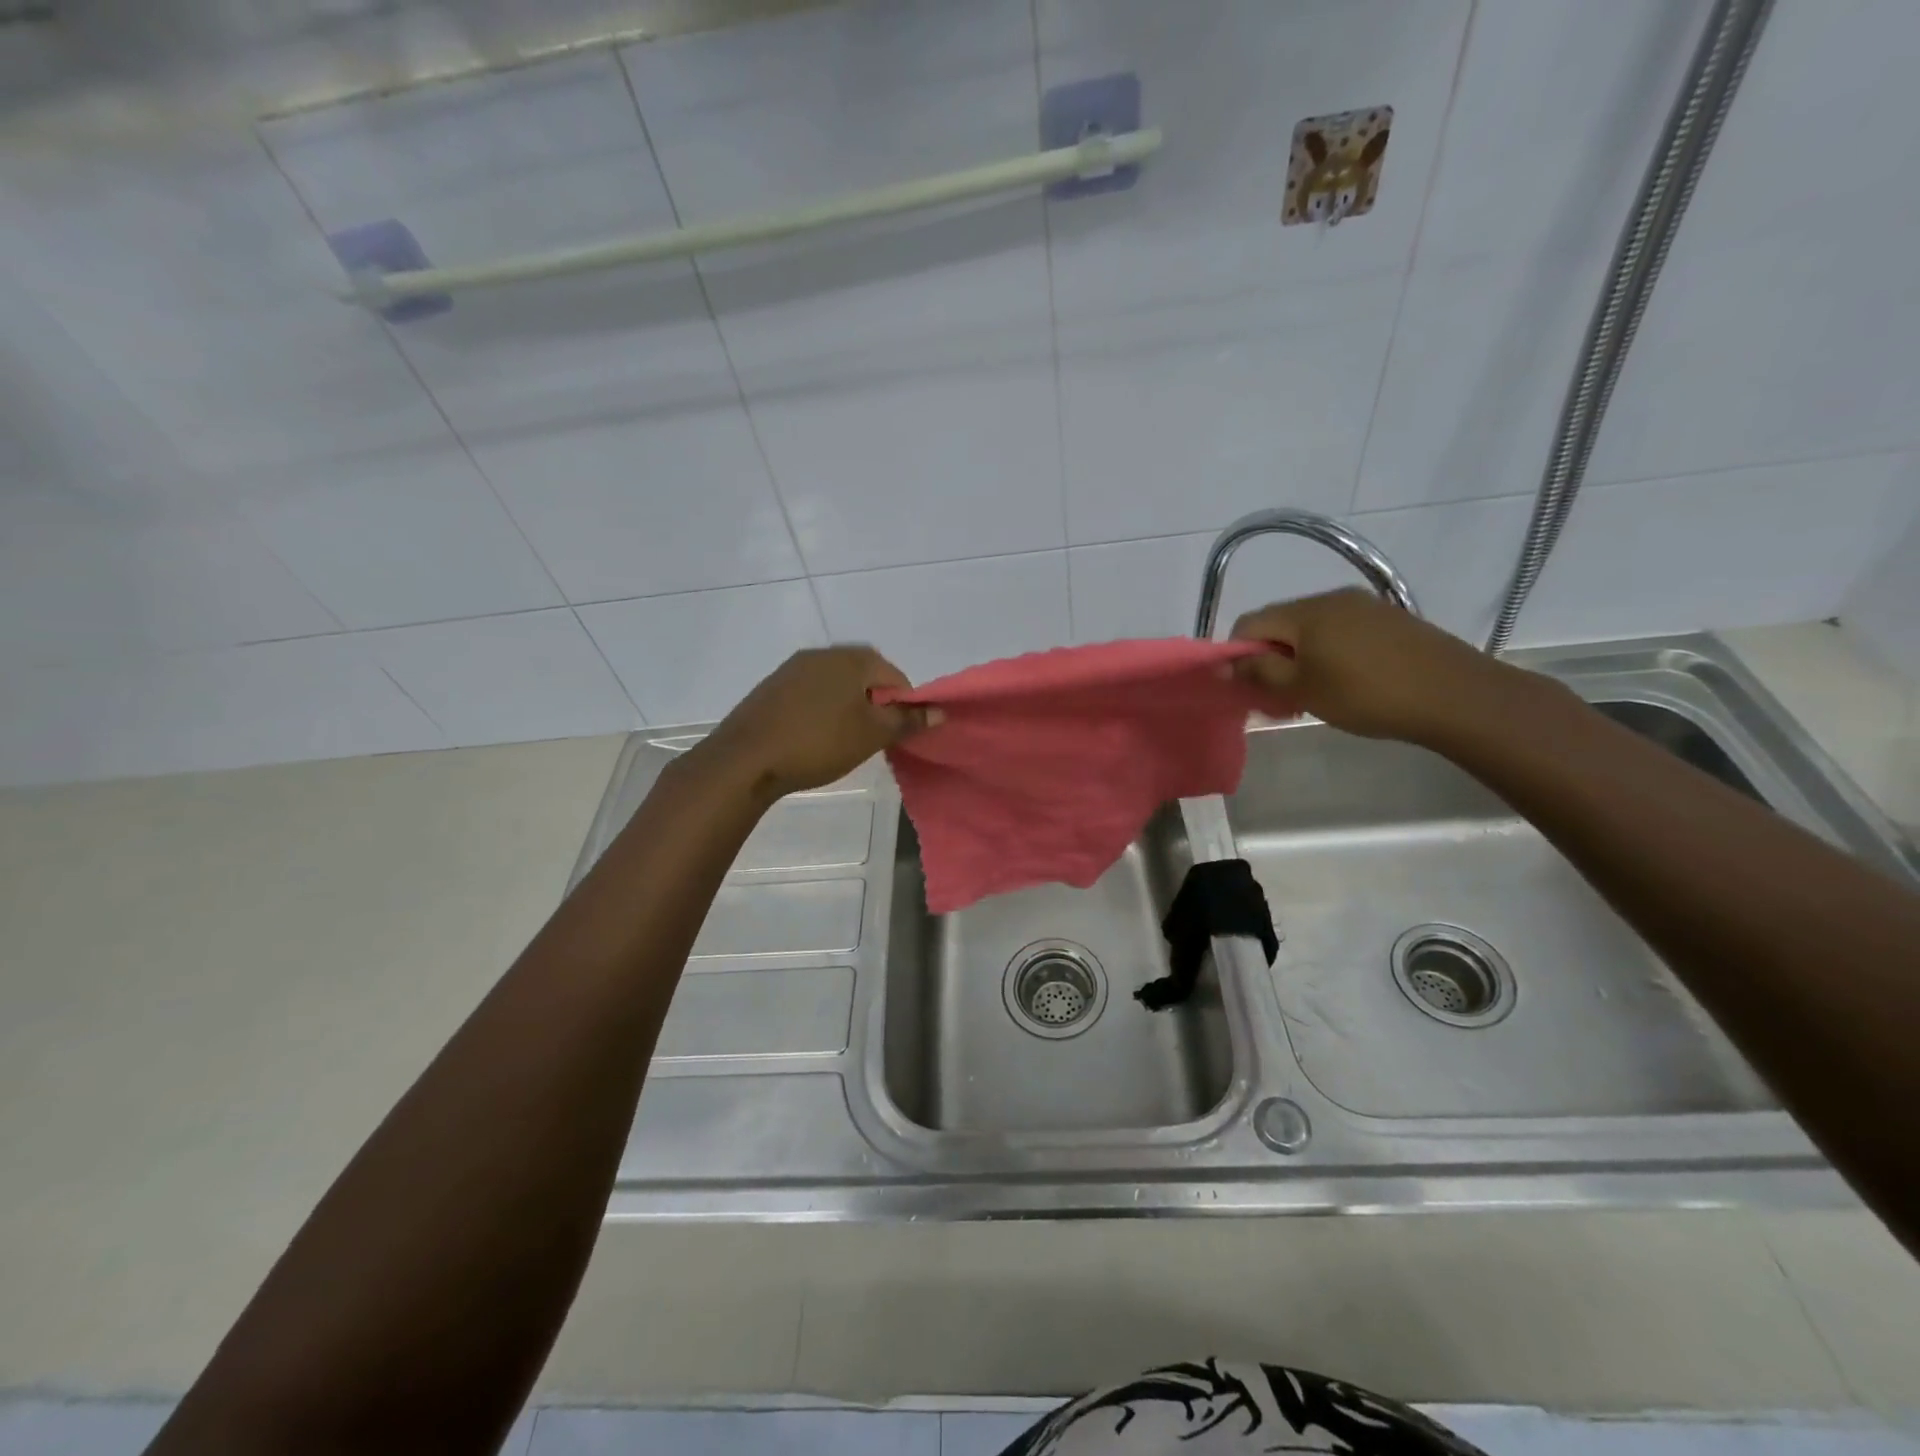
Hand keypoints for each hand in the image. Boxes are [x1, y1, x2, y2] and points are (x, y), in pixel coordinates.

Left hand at [700, 645, 933, 801]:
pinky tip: (814, 736)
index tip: (896, 735)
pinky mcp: (772, 686)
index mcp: (852, 658)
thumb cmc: (819, 742)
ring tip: (844, 740)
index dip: (904, 706)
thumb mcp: (872, 735)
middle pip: (865, 676)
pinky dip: (821, 710)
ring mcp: (793, 667)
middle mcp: (823, 653)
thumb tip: (941, 711)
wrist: (746, 758)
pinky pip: (810, 692)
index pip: (895, 677)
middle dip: (875, 705)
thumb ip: (908, 720)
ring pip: (836, 684)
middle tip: (872, 738)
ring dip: (848, 707)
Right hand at [1230, 588, 1525, 745]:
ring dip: (1299, 659)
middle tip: (1278, 697)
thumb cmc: (1366, 693)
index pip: (1249, 622)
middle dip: (1269, 658)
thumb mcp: (1302, 689)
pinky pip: (1341, 633)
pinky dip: (1328, 655)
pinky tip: (1345, 684)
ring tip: (1312, 694)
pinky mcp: (1390, 620)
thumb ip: (1259, 672)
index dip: (1237, 654)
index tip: (1247, 687)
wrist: (1454, 695)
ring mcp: (1365, 606)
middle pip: (1280, 624)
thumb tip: (1227, 663)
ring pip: (1311, 630)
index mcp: (1306, 611)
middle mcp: (1332, 598)